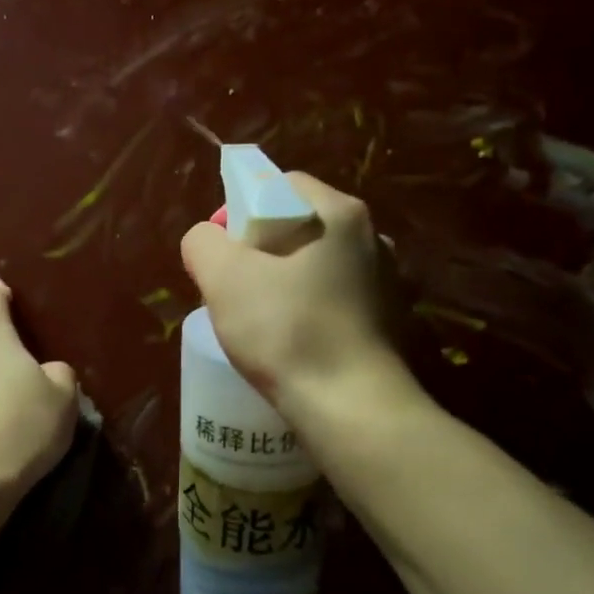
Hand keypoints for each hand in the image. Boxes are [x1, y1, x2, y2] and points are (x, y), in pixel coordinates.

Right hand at [180, 172, 405, 409]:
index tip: (223, 250)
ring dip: (284, 282)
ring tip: (259, 319)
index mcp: (341, 213)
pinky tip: (292, 341)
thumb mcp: (224, 278)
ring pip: (317, 265)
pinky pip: (335, 299)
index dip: (242, 208)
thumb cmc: (287, 331)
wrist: (353, 407)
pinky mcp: (390, 321)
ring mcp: (387, 281)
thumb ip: (203, 242)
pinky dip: (309, 309)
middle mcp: (373, 238)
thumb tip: (208, 239)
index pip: (281, 186)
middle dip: (260, 249)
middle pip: (300, 225)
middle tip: (234, 286)